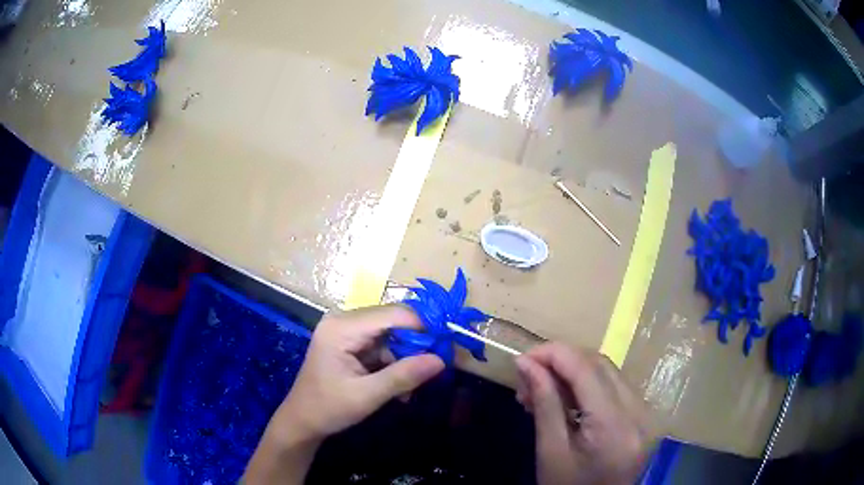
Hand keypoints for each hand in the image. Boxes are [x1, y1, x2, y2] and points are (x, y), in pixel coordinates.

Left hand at [245, 305, 443, 483]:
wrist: (301, 421)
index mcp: (342, 328)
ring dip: (405, 358)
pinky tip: (399, 388)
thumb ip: (403, 377)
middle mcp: (343, 321)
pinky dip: (394, 363)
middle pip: (393, 322)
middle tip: (436, 367)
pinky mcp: (349, 343)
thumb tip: (441, 361)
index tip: (447, 347)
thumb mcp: (367, 396)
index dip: (423, 327)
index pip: (393, 314)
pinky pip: (382, 345)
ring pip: (390, 334)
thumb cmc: (328, 409)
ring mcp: (346, 331)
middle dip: (416, 345)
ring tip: (412, 388)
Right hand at [515, 343, 652, 484]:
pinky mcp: (643, 416)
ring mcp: (645, 414)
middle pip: (600, 365)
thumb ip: (544, 403)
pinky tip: (565, 397)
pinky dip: (587, 384)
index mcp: (615, 427)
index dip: (553, 354)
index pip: (586, 370)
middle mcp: (639, 413)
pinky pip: (615, 387)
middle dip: (561, 362)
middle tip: (527, 378)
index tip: (521, 358)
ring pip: (608, 372)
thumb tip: (525, 363)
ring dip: (573, 372)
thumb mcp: (550, 451)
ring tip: (540, 389)